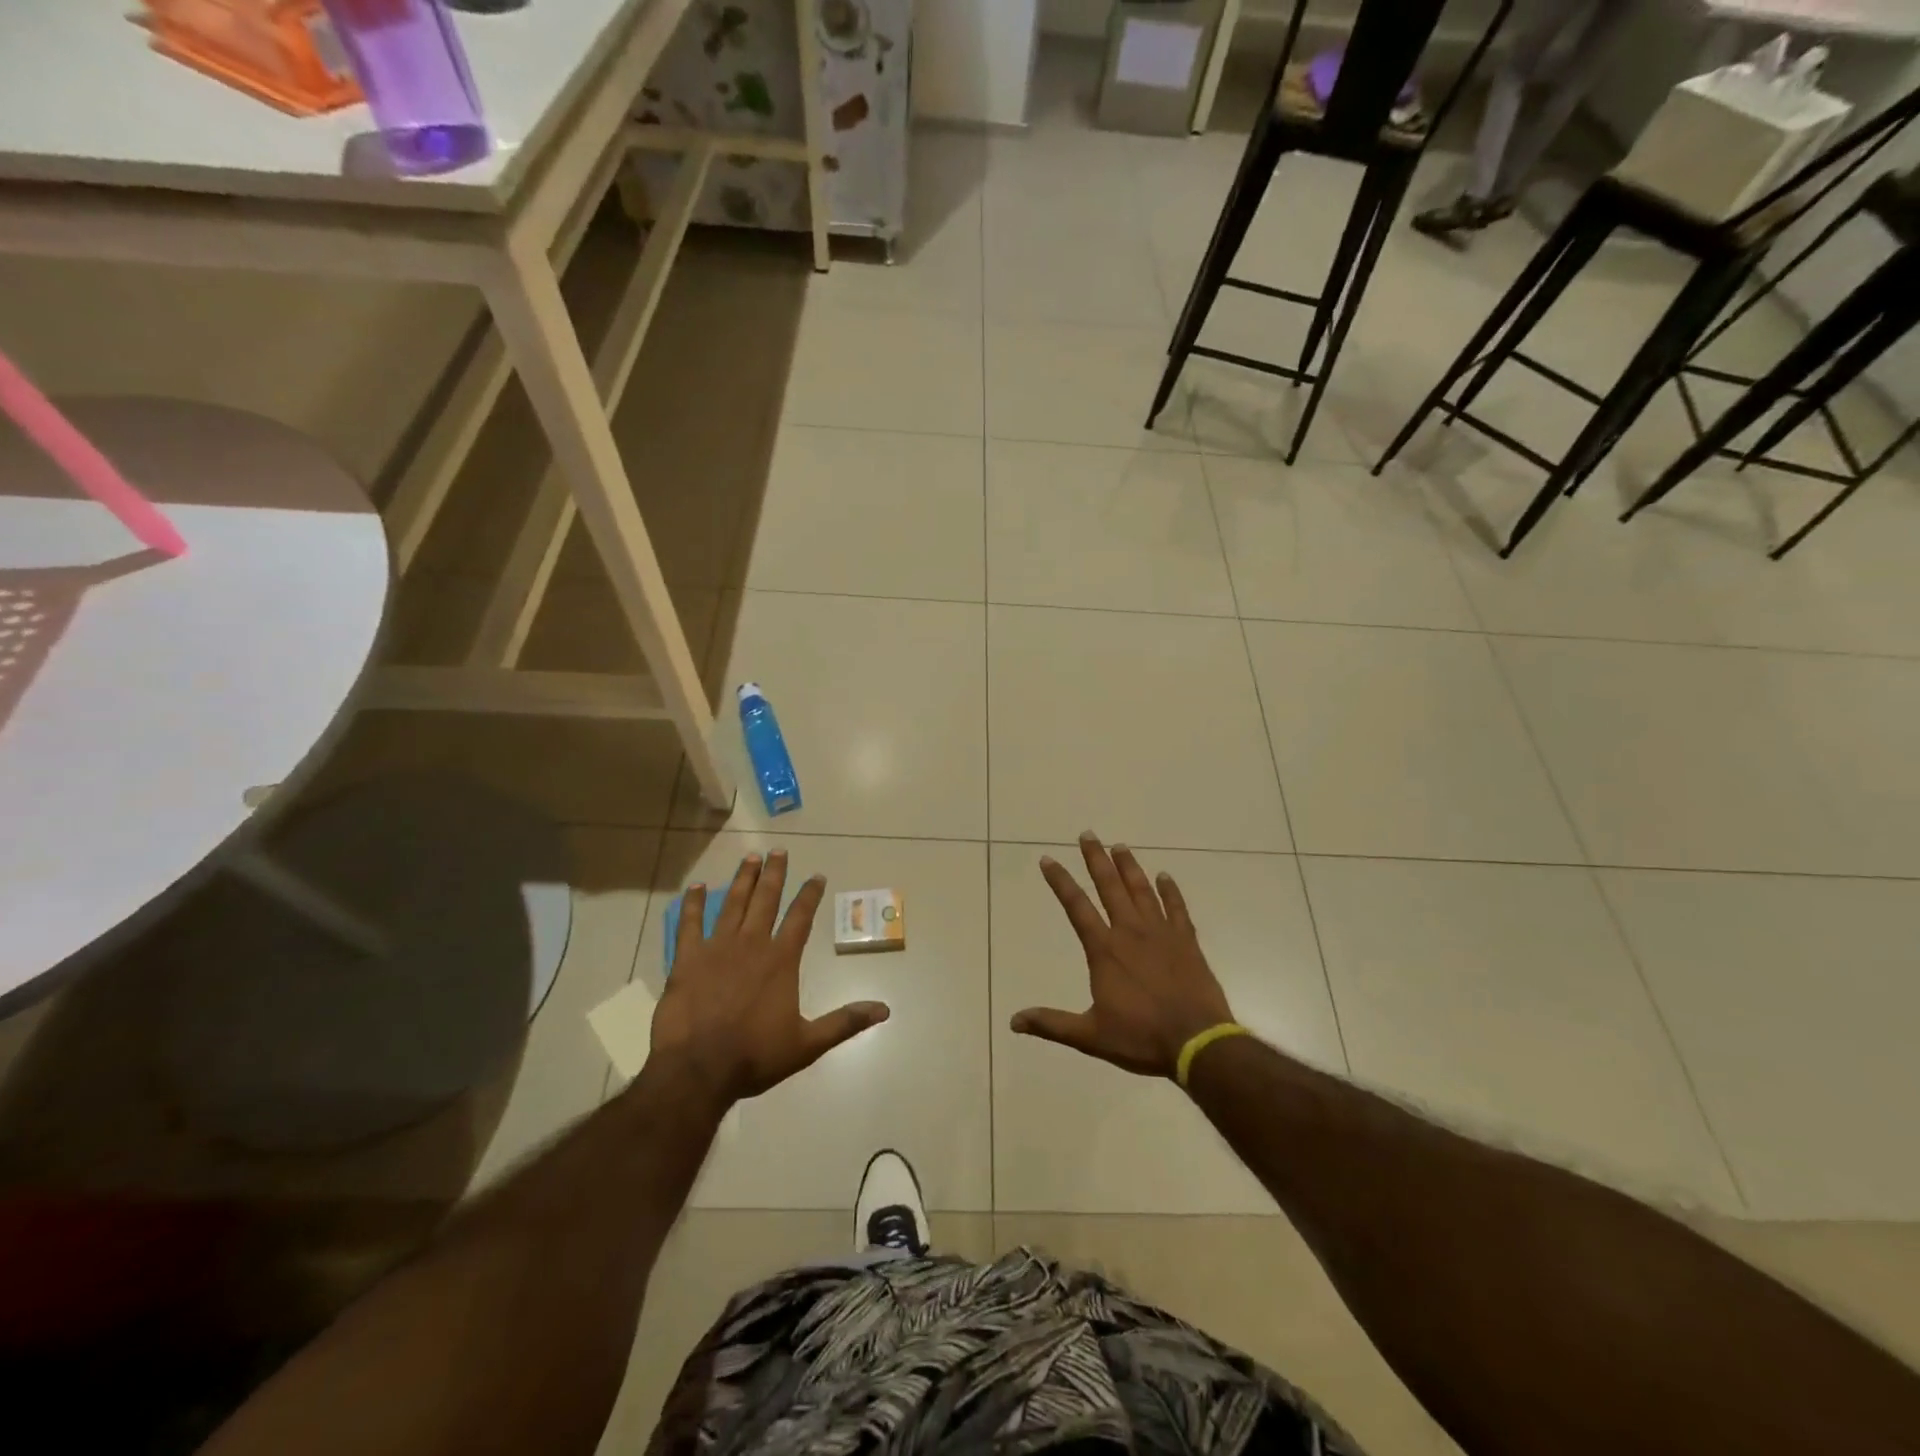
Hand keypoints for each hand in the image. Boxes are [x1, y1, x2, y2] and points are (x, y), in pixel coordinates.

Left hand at [648, 851, 889, 1105]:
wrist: (697, 1069)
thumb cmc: (754, 1056)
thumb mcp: (807, 1044)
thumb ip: (845, 1023)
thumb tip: (885, 1010)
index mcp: (781, 960)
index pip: (800, 918)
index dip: (810, 895)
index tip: (817, 875)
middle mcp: (752, 944)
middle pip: (766, 900)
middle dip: (774, 874)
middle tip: (778, 851)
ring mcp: (717, 948)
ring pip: (732, 904)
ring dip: (743, 880)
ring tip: (750, 858)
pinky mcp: (687, 959)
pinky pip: (689, 924)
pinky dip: (691, 904)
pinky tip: (694, 887)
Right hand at [1012, 834, 1235, 1078]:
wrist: (1197, 1043)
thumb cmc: (1141, 1038)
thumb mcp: (1090, 1036)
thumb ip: (1052, 1024)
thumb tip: (1014, 1021)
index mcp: (1105, 950)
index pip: (1076, 907)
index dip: (1060, 881)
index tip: (1048, 859)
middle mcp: (1130, 932)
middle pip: (1110, 887)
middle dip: (1096, 859)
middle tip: (1087, 834)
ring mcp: (1162, 934)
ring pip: (1142, 890)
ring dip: (1129, 867)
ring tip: (1119, 846)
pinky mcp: (1187, 942)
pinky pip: (1177, 908)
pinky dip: (1170, 891)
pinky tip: (1165, 876)